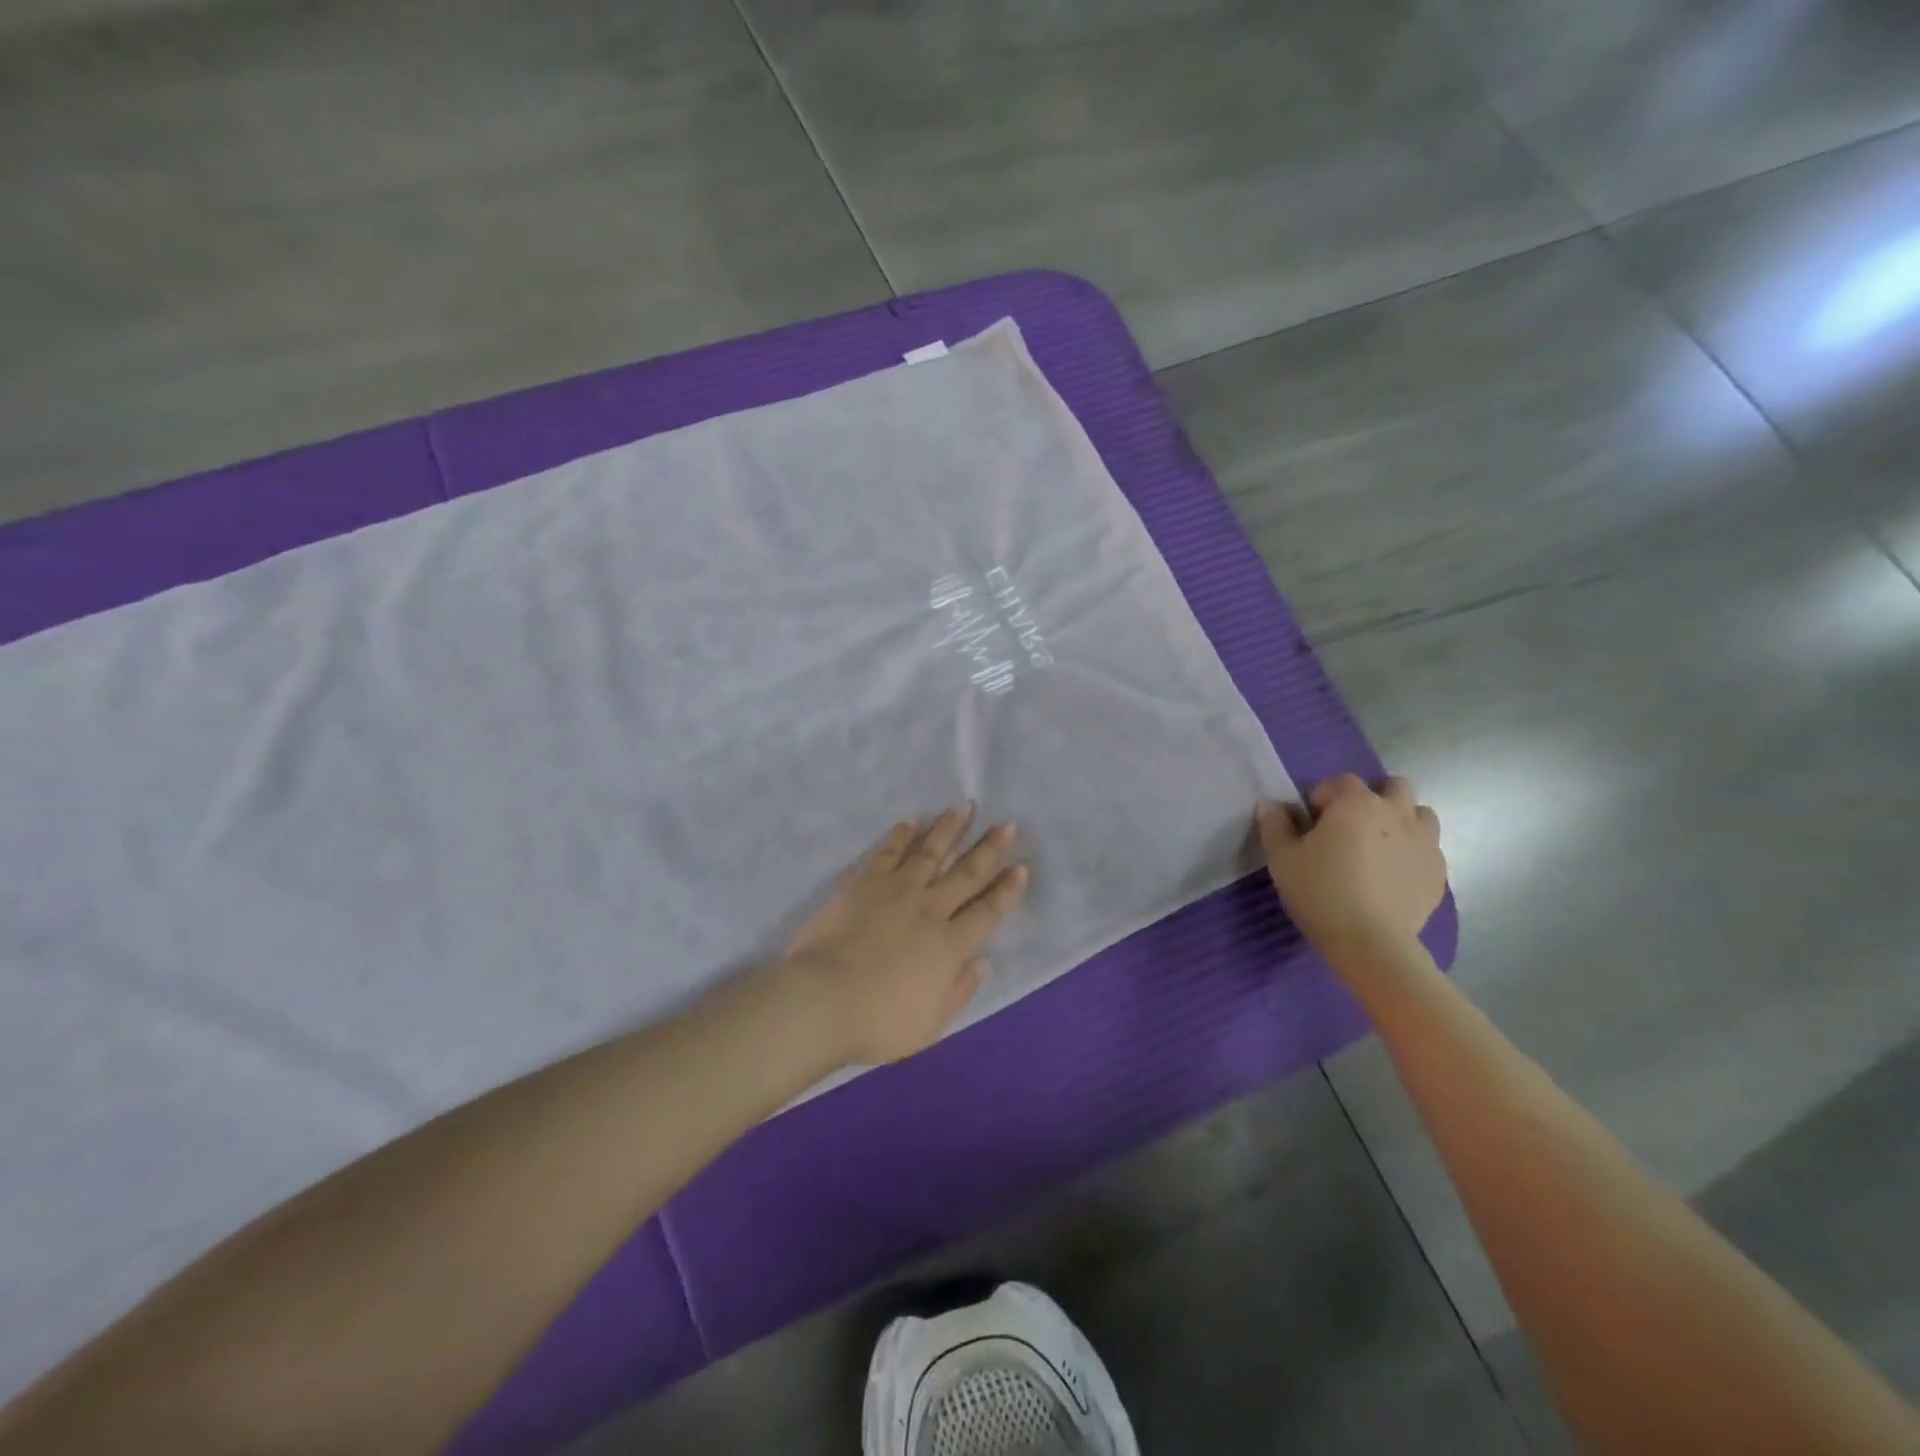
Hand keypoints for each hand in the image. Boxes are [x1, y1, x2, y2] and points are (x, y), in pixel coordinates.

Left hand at [783, 807, 1029, 1066]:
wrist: (823, 999)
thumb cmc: (878, 1022)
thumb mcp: (930, 1024)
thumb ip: (959, 991)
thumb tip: (982, 961)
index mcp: (950, 945)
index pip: (988, 911)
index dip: (1008, 890)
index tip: (1022, 868)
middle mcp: (930, 909)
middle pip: (967, 873)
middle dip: (990, 848)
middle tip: (1006, 824)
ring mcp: (897, 890)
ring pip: (931, 851)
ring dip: (949, 829)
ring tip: (963, 807)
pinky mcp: (865, 882)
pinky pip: (888, 852)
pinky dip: (901, 836)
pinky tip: (911, 822)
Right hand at [1258, 774, 1445, 953]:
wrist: (1370, 942)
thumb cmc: (1320, 891)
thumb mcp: (1282, 858)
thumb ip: (1275, 825)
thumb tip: (1272, 806)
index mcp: (1356, 803)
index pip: (1340, 781)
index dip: (1323, 797)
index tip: (1311, 823)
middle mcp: (1396, 813)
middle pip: (1394, 786)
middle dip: (1374, 798)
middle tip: (1351, 826)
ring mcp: (1424, 842)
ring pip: (1420, 814)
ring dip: (1401, 821)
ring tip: (1378, 847)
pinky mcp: (1438, 872)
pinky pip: (1428, 849)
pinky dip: (1412, 852)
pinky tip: (1393, 875)